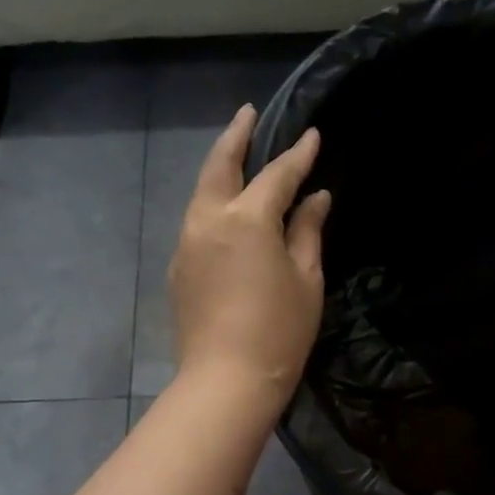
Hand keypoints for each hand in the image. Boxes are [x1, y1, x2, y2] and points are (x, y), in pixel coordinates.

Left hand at [170, 105, 331, 406]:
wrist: (226, 380)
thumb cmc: (279, 331)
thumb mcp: (306, 278)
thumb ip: (308, 230)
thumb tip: (316, 198)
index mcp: (246, 219)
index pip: (277, 175)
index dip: (298, 155)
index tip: (313, 136)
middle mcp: (208, 220)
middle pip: (220, 165)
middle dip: (236, 136)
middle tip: (249, 114)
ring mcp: (187, 242)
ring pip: (203, 192)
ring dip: (221, 168)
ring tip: (238, 154)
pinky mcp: (178, 266)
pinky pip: (197, 220)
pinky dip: (214, 203)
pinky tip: (228, 209)